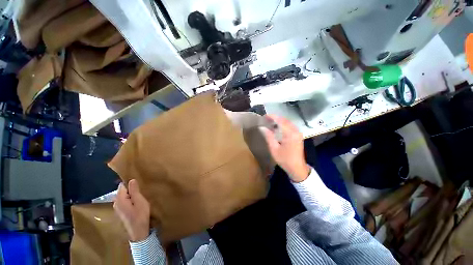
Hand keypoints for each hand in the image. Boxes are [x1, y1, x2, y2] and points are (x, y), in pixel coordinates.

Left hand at [113, 179, 150, 241]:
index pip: (122, 186)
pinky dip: (130, 199)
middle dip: (130, 189)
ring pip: (123, 196)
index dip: (130, 183)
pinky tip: (136, 202)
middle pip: (122, 191)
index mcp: (119, 199)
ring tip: (140, 195)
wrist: (138, 231)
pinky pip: (124, 201)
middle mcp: (116, 203)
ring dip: (131, 194)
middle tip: (141, 190)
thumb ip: (134, 190)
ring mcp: (117, 208)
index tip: (138, 183)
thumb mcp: (139, 201)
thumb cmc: (140, 215)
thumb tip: (131, 180)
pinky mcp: (121, 212)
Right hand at [260, 115, 309, 182]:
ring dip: (279, 121)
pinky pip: (290, 126)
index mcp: (290, 134)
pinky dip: (283, 125)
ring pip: (288, 122)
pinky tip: (277, 127)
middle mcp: (296, 131)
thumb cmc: (285, 160)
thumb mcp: (274, 149)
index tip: (264, 116)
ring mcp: (298, 133)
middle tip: (266, 119)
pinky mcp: (298, 135)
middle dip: (275, 118)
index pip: (281, 121)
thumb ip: (268, 136)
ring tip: (270, 122)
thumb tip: (262, 127)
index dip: (272, 117)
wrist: (297, 168)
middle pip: (285, 120)